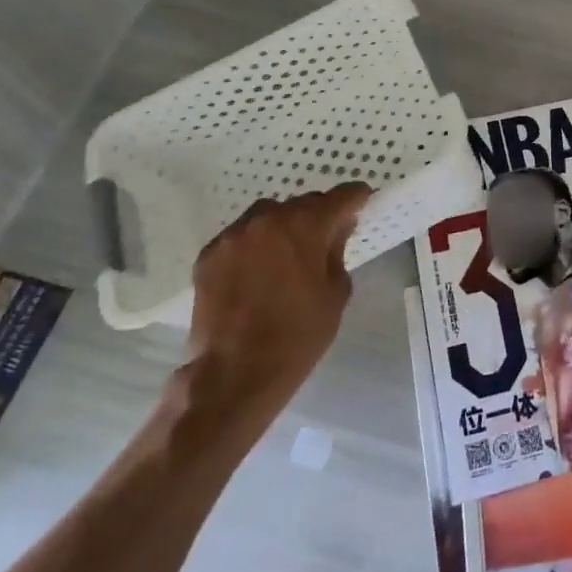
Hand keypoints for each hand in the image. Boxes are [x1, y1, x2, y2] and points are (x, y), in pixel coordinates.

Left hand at [174, 184, 370, 455]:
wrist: (233, 375)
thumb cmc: (297, 336)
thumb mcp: (336, 293)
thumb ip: (338, 251)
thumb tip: (336, 230)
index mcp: (306, 225)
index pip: (342, 195)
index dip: (356, 198)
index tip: (362, 205)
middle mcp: (268, 218)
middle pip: (303, 203)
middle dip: (318, 216)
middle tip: (324, 241)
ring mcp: (234, 235)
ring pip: (268, 216)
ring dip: (283, 227)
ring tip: (285, 256)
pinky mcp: (209, 255)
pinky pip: (241, 237)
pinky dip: (253, 245)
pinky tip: (256, 273)